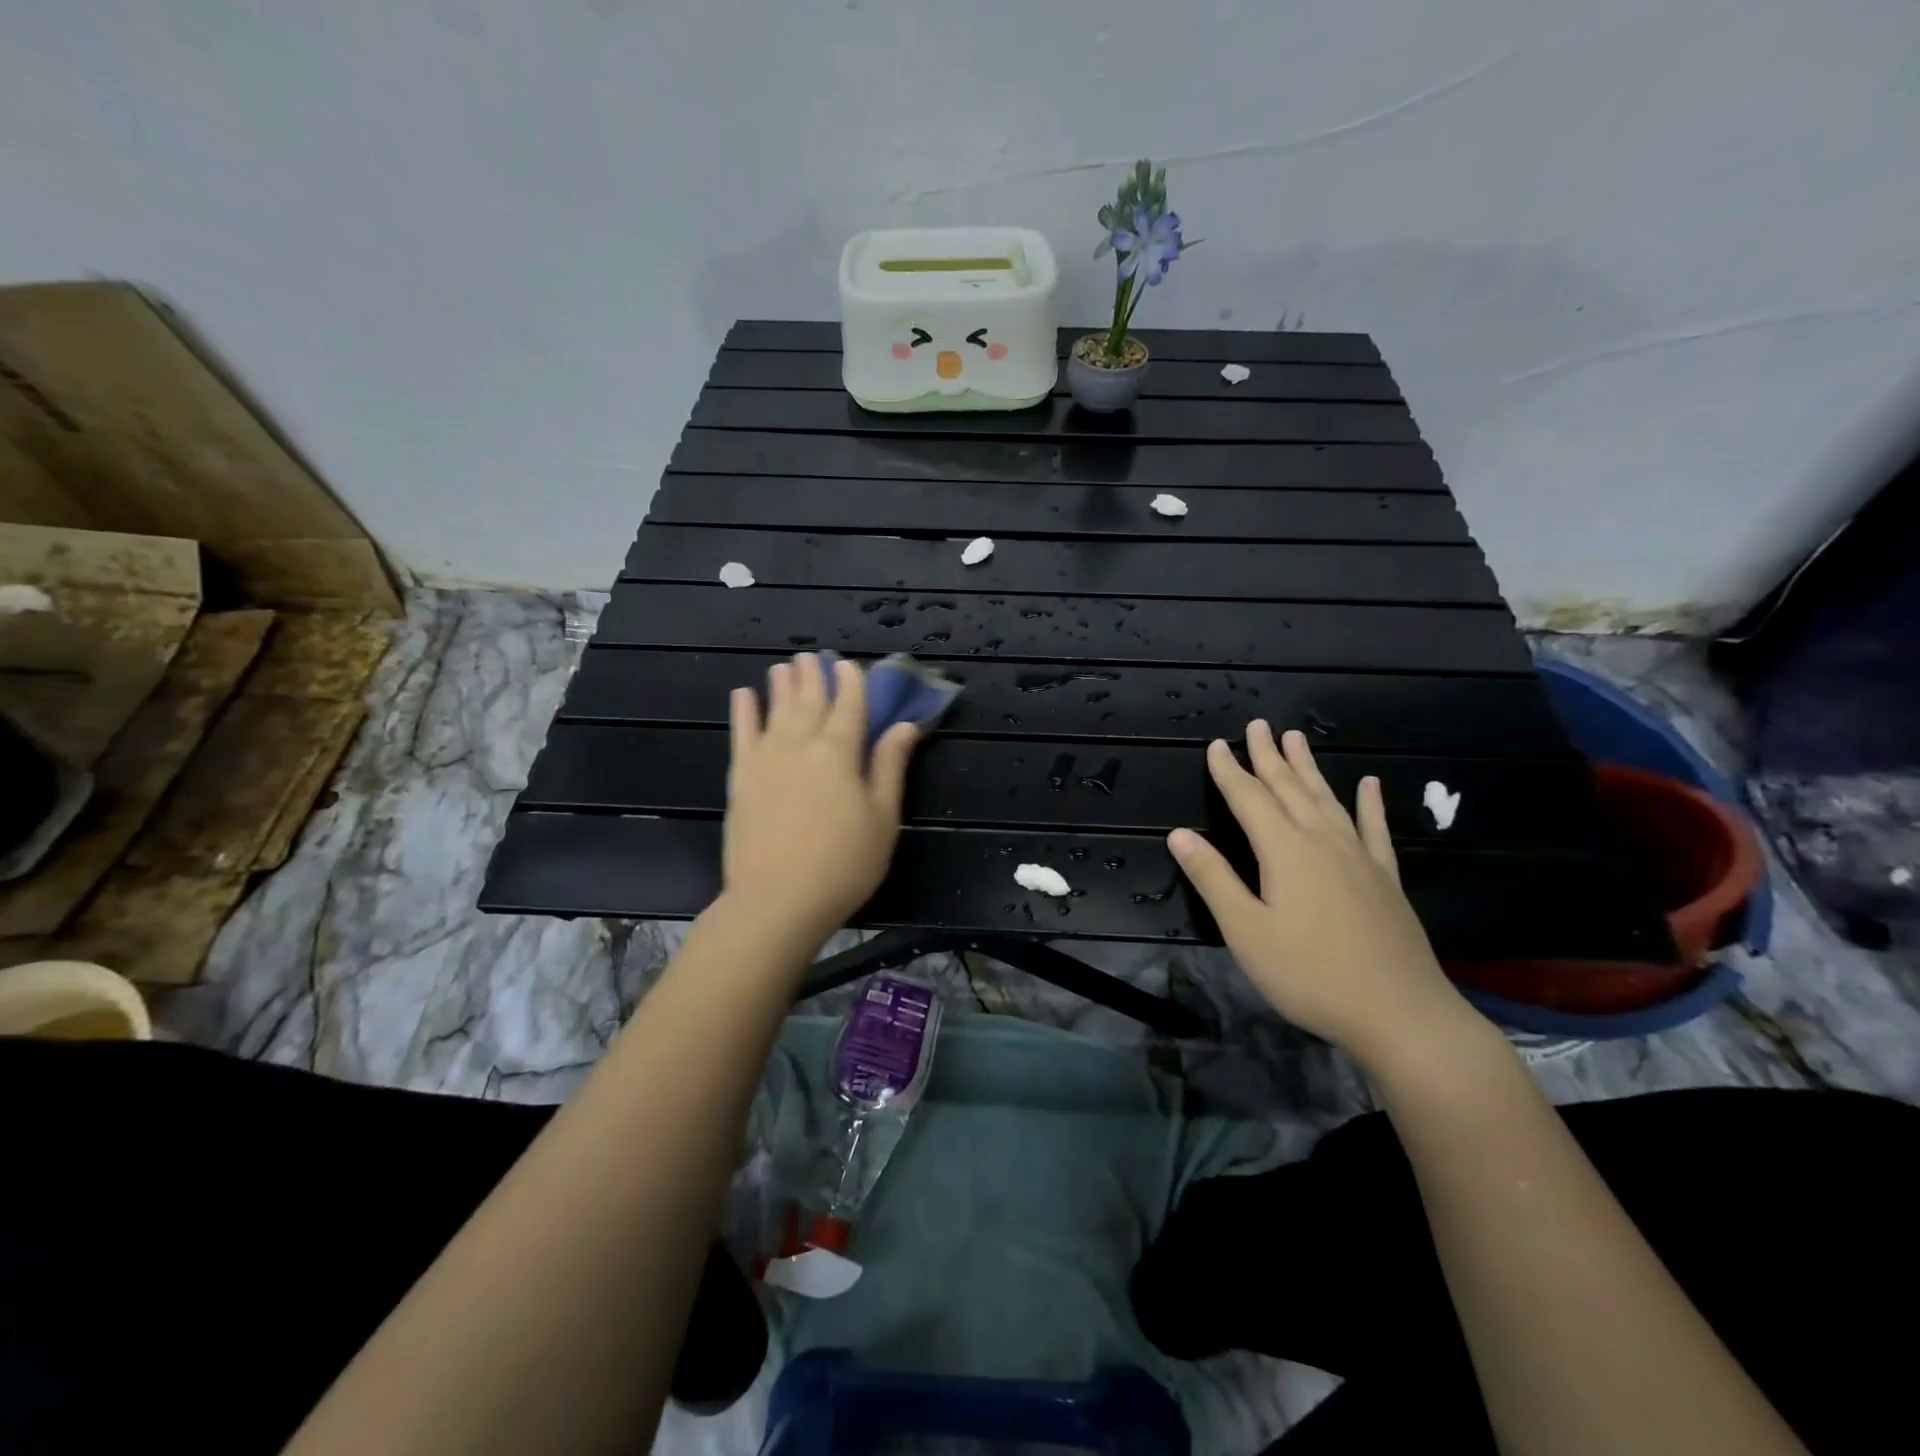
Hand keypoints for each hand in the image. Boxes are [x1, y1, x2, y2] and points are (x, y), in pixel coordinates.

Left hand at [721, 653, 919, 947]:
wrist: (777, 901)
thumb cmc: (844, 864)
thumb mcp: (883, 818)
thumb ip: (890, 766)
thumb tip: (905, 725)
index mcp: (840, 752)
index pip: (849, 706)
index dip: (851, 683)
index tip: (849, 664)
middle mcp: (801, 744)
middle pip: (809, 701)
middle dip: (814, 676)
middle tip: (813, 656)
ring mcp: (766, 759)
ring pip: (775, 710)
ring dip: (781, 685)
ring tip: (784, 666)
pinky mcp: (741, 778)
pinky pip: (741, 734)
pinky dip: (743, 712)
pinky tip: (743, 695)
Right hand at [1168, 720, 1481, 1071]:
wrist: (1400, 1014)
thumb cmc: (1309, 975)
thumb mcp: (1246, 932)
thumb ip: (1213, 879)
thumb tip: (1179, 834)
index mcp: (1284, 852)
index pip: (1248, 799)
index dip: (1230, 771)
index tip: (1217, 745)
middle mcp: (1322, 842)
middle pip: (1289, 789)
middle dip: (1269, 756)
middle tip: (1259, 725)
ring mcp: (1358, 857)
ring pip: (1327, 799)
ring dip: (1309, 768)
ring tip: (1297, 738)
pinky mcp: (1384, 878)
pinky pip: (1374, 829)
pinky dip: (1369, 804)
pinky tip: (1370, 785)